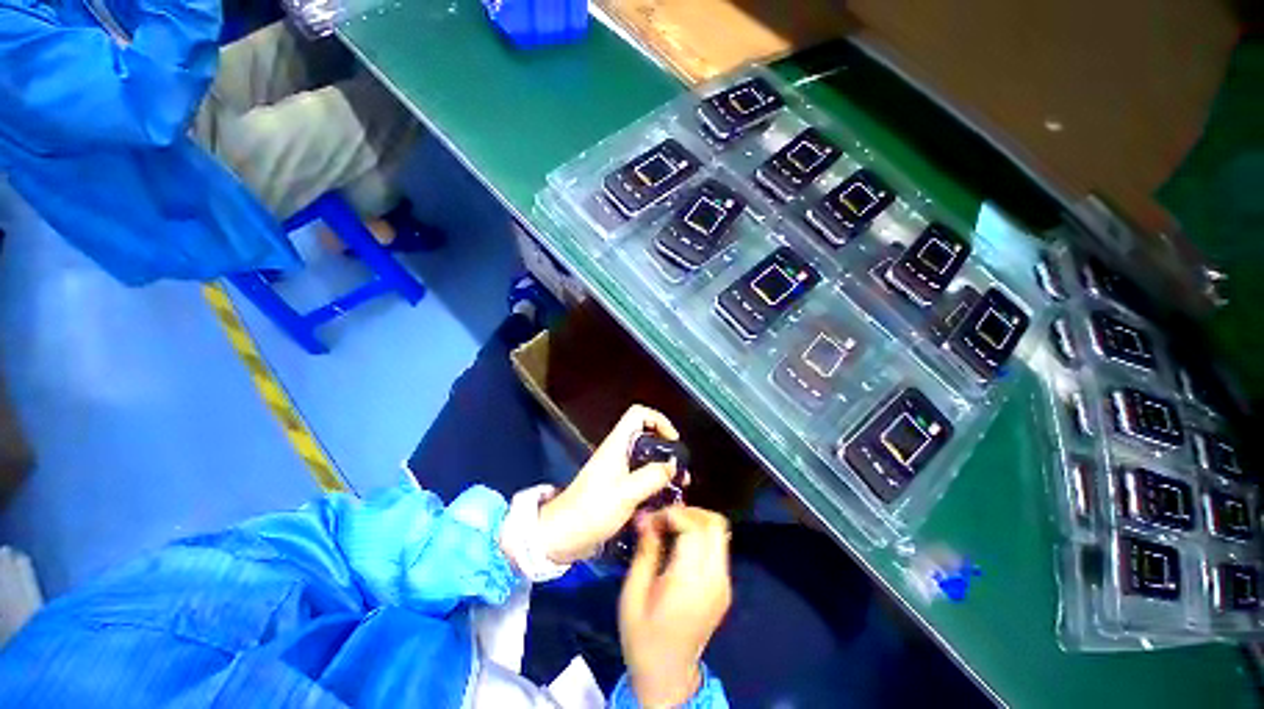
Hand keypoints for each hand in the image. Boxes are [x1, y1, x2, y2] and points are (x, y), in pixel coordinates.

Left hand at [537, 405, 681, 564]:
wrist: (562, 535)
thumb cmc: (592, 510)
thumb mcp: (626, 493)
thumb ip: (652, 477)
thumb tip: (672, 465)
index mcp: (616, 444)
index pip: (638, 414)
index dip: (658, 420)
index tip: (673, 440)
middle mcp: (617, 452)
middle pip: (645, 436)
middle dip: (665, 448)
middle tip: (679, 468)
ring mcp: (616, 469)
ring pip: (645, 457)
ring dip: (662, 468)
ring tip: (677, 486)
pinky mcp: (616, 486)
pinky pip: (640, 476)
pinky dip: (653, 482)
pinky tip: (663, 500)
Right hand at [619, 507, 731, 707]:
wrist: (666, 675)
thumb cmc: (642, 636)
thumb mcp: (632, 593)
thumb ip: (644, 551)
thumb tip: (646, 517)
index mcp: (691, 582)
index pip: (695, 528)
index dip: (673, 514)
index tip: (652, 518)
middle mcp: (715, 578)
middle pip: (715, 524)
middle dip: (688, 512)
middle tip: (663, 518)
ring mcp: (724, 582)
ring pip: (720, 531)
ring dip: (696, 521)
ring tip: (669, 527)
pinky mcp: (724, 586)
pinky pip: (718, 545)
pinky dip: (701, 534)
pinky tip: (679, 542)